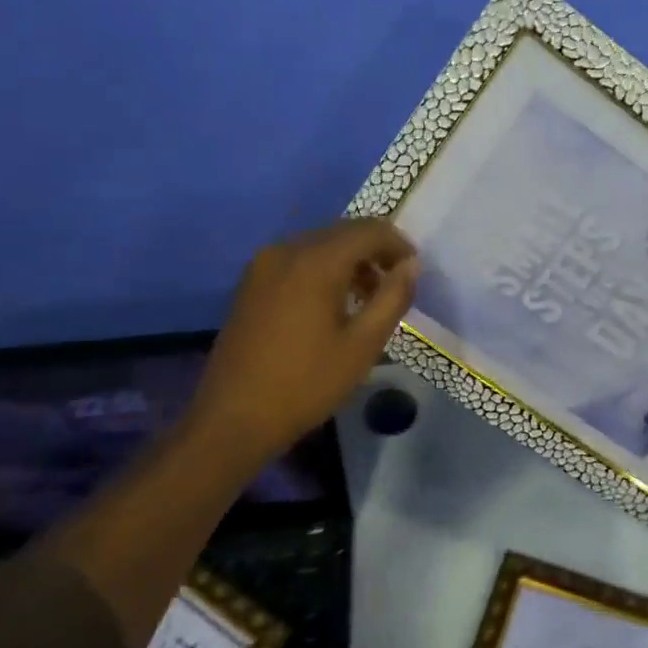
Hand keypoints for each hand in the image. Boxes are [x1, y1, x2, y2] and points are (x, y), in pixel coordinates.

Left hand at [182, 219, 418, 468]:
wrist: (234, 417)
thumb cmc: (306, 383)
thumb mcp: (363, 345)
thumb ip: (392, 298)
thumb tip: (411, 265)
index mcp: (316, 261)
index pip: (369, 230)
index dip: (398, 245)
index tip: (413, 273)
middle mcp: (287, 250)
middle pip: (343, 232)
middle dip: (374, 252)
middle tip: (394, 288)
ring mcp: (263, 264)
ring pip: (320, 245)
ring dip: (349, 262)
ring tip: (366, 301)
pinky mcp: (251, 283)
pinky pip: (298, 260)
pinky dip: (323, 270)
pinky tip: (331, 305)